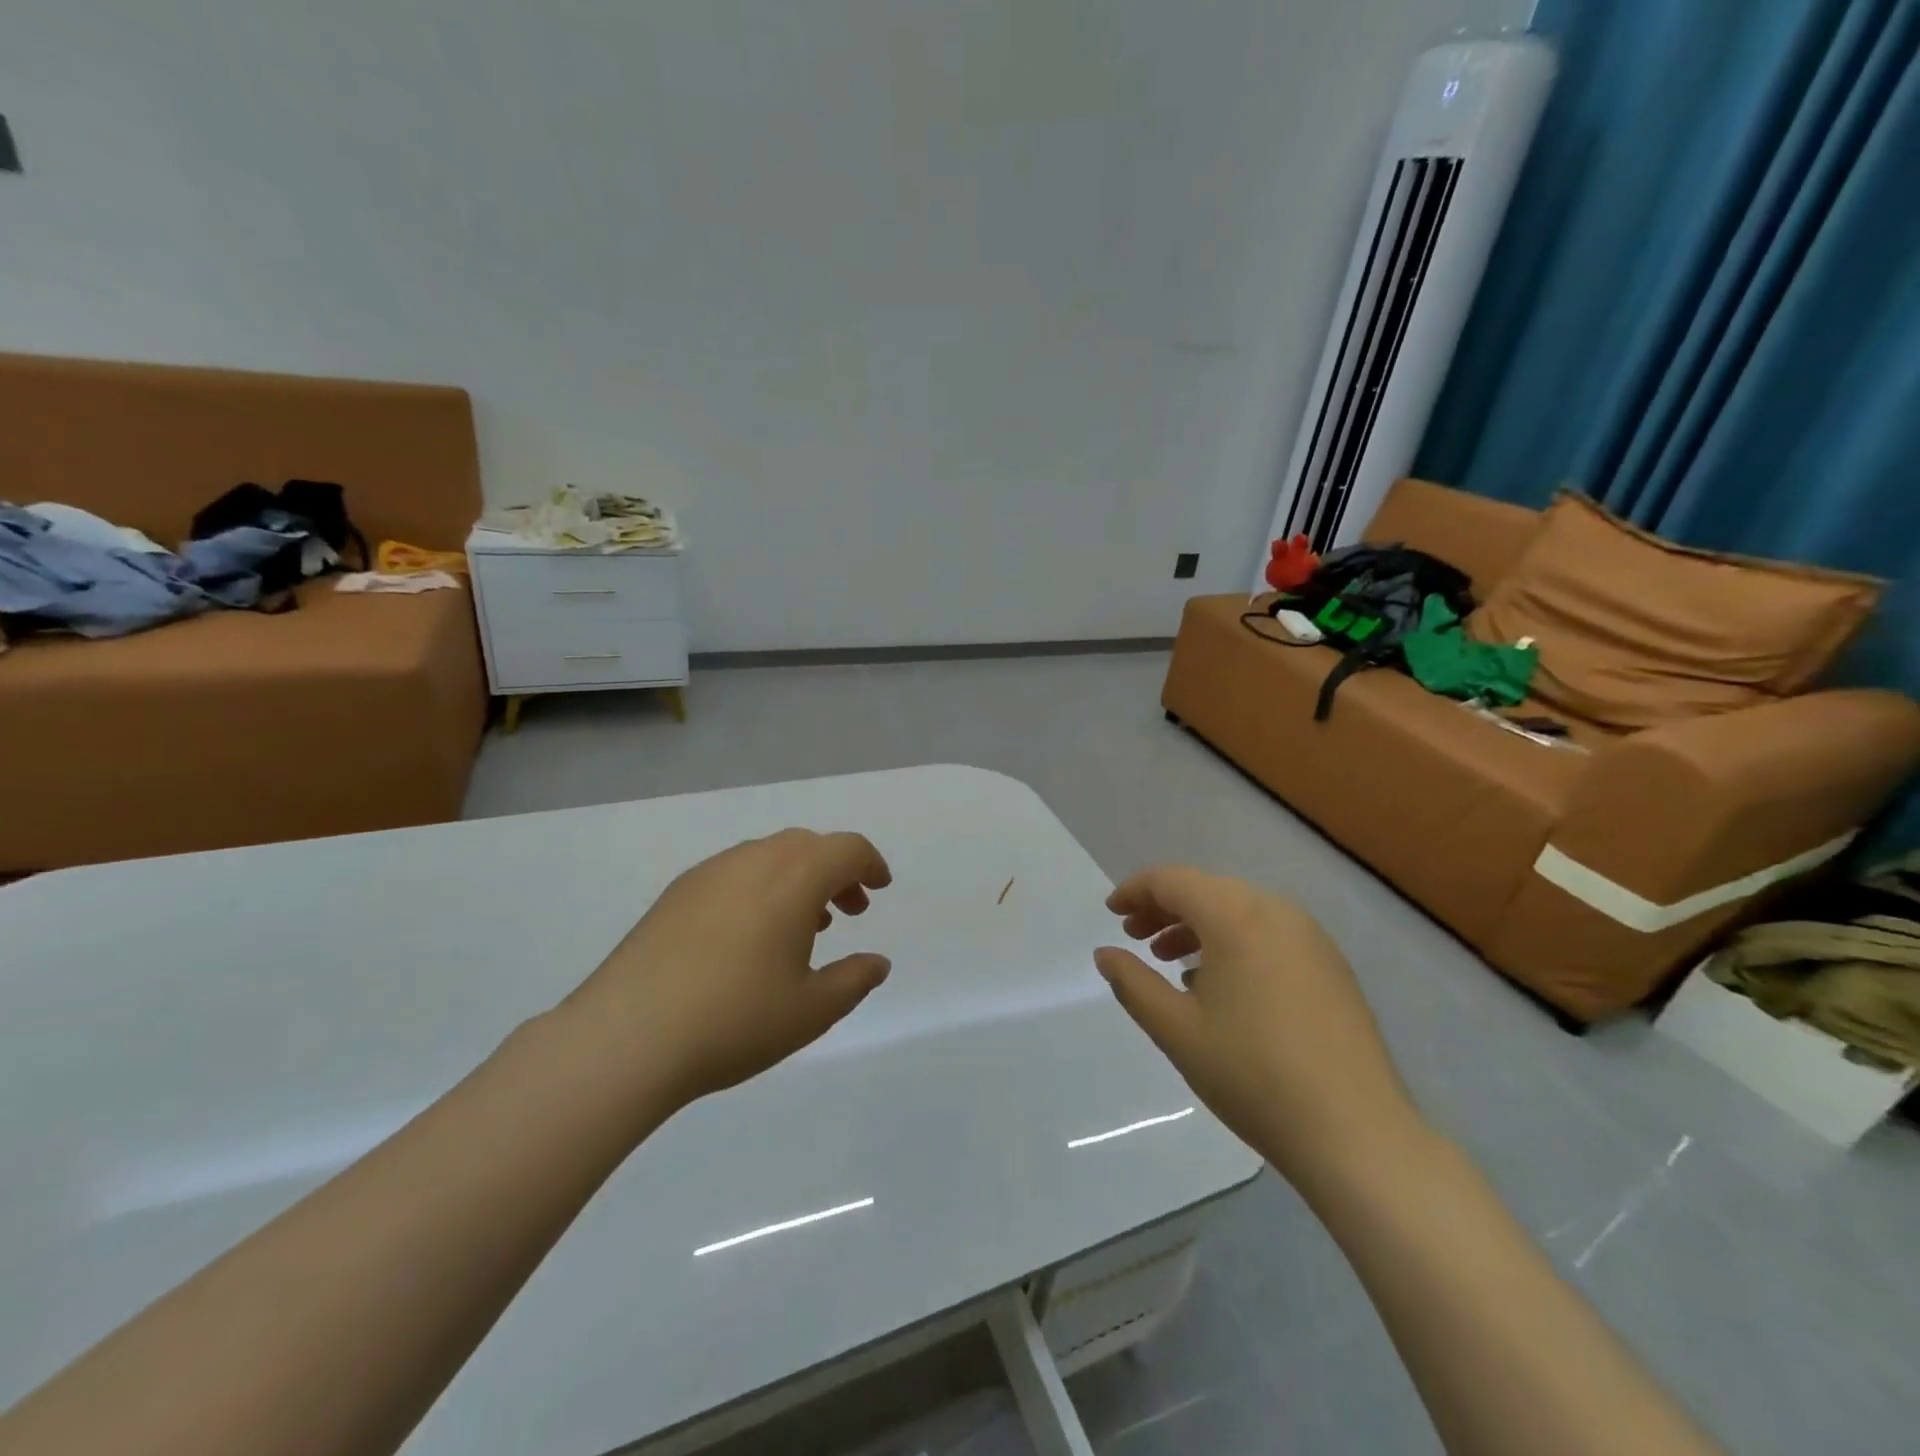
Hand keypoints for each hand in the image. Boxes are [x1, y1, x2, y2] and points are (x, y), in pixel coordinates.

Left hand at [562, 829, 893, 1106]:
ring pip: (769, 856)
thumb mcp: (812, 1010)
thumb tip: (877, 962)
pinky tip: (750, 935)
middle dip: (836, 871)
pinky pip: (734, 872)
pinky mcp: (676, 893)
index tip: (880, 889)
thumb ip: (854, 980)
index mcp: (794, 878)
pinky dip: (760, 887)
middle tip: (848, 911)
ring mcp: (709, 873)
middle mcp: (753, 861)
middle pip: (808, 845)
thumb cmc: (735, 1020)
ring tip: (802, 926)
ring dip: (797, 878)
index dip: (870, 864)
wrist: (626, 1038)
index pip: (846, 849)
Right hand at [1094, 866, 1422, 1187]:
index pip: (1173, 880)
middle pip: (1208, 890)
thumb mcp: (1176, 1030)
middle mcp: (1276, 912)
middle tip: (1135, 937)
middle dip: (1165, 907)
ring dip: (1198, 925)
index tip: (1112, 913)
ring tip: (1170, 960)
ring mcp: (1310, 938)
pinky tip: (1220, 984)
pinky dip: (1233, 942)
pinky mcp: (1330, 966)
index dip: (1136, 891)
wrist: (1356, 1133)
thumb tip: (1106, 955)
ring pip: (1240, 910)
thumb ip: (1133, 983)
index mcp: (1236, 917)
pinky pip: (1269, 933)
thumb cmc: (1253, 1075)